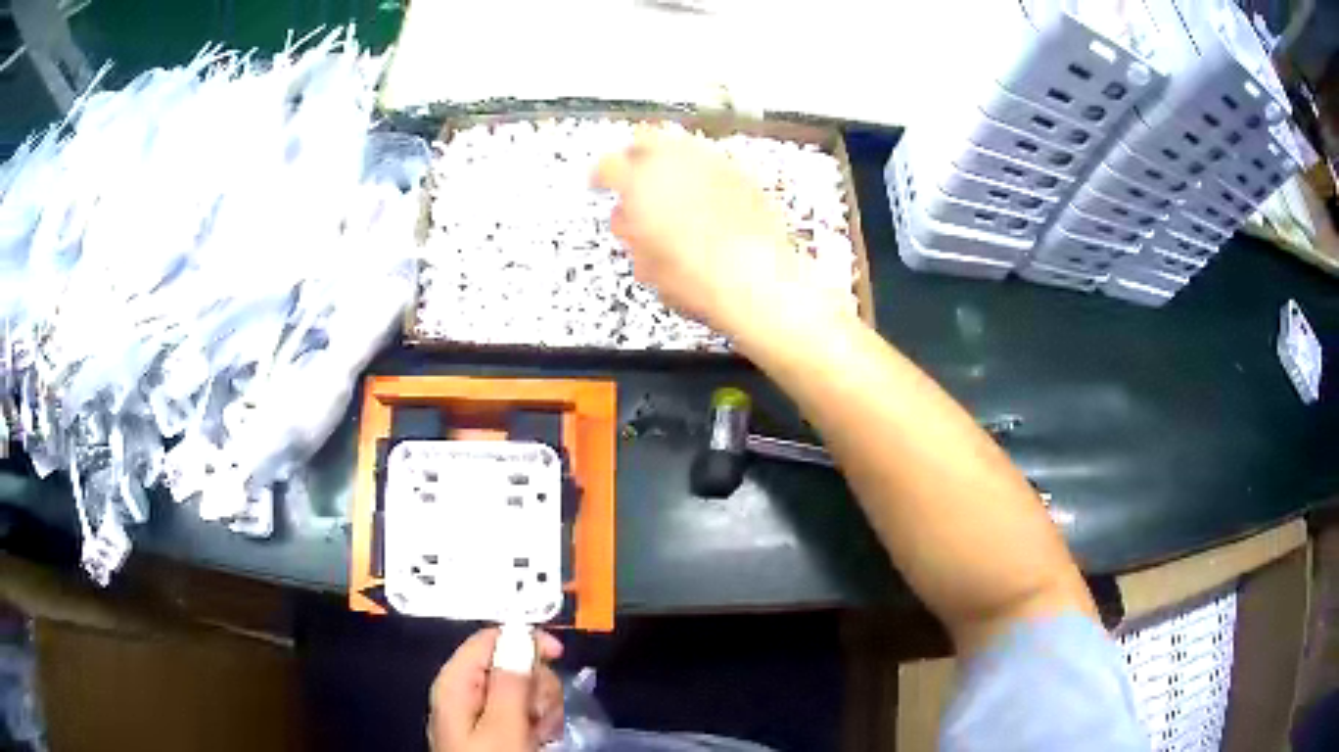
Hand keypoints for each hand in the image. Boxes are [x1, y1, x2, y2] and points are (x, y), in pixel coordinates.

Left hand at [428, 628, 564, 751]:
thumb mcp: (503, 726)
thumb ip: (511, 681)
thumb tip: (520, 637)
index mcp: (457, 681)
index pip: (488, 638)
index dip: (525, 640)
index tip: (558, 655)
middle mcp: (466, 690)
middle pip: (511, 663)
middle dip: (537, 685)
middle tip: (541, 713)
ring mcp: (480, 711)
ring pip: (523, 688)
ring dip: (542, 706)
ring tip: (542, 732)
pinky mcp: (494, 728)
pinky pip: (523, 710)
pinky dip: (539, 721)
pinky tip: (541, 737)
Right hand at [593, 132, 843, 348]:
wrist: (758, 278)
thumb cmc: (701, 278)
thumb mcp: (647, 264)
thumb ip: (630, 232)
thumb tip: (627, 219)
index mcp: (640, 183)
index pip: (607, 165)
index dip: (600, 176)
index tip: (600, 183)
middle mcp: (675, 161)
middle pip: (645, 137)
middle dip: (636, 154)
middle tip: (635, 174)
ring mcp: (711, 161)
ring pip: (681, 144)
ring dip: (670, 160)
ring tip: (672, 186)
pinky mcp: (740, 170)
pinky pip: (712, 158)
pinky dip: (702, 171)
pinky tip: (707, 194)